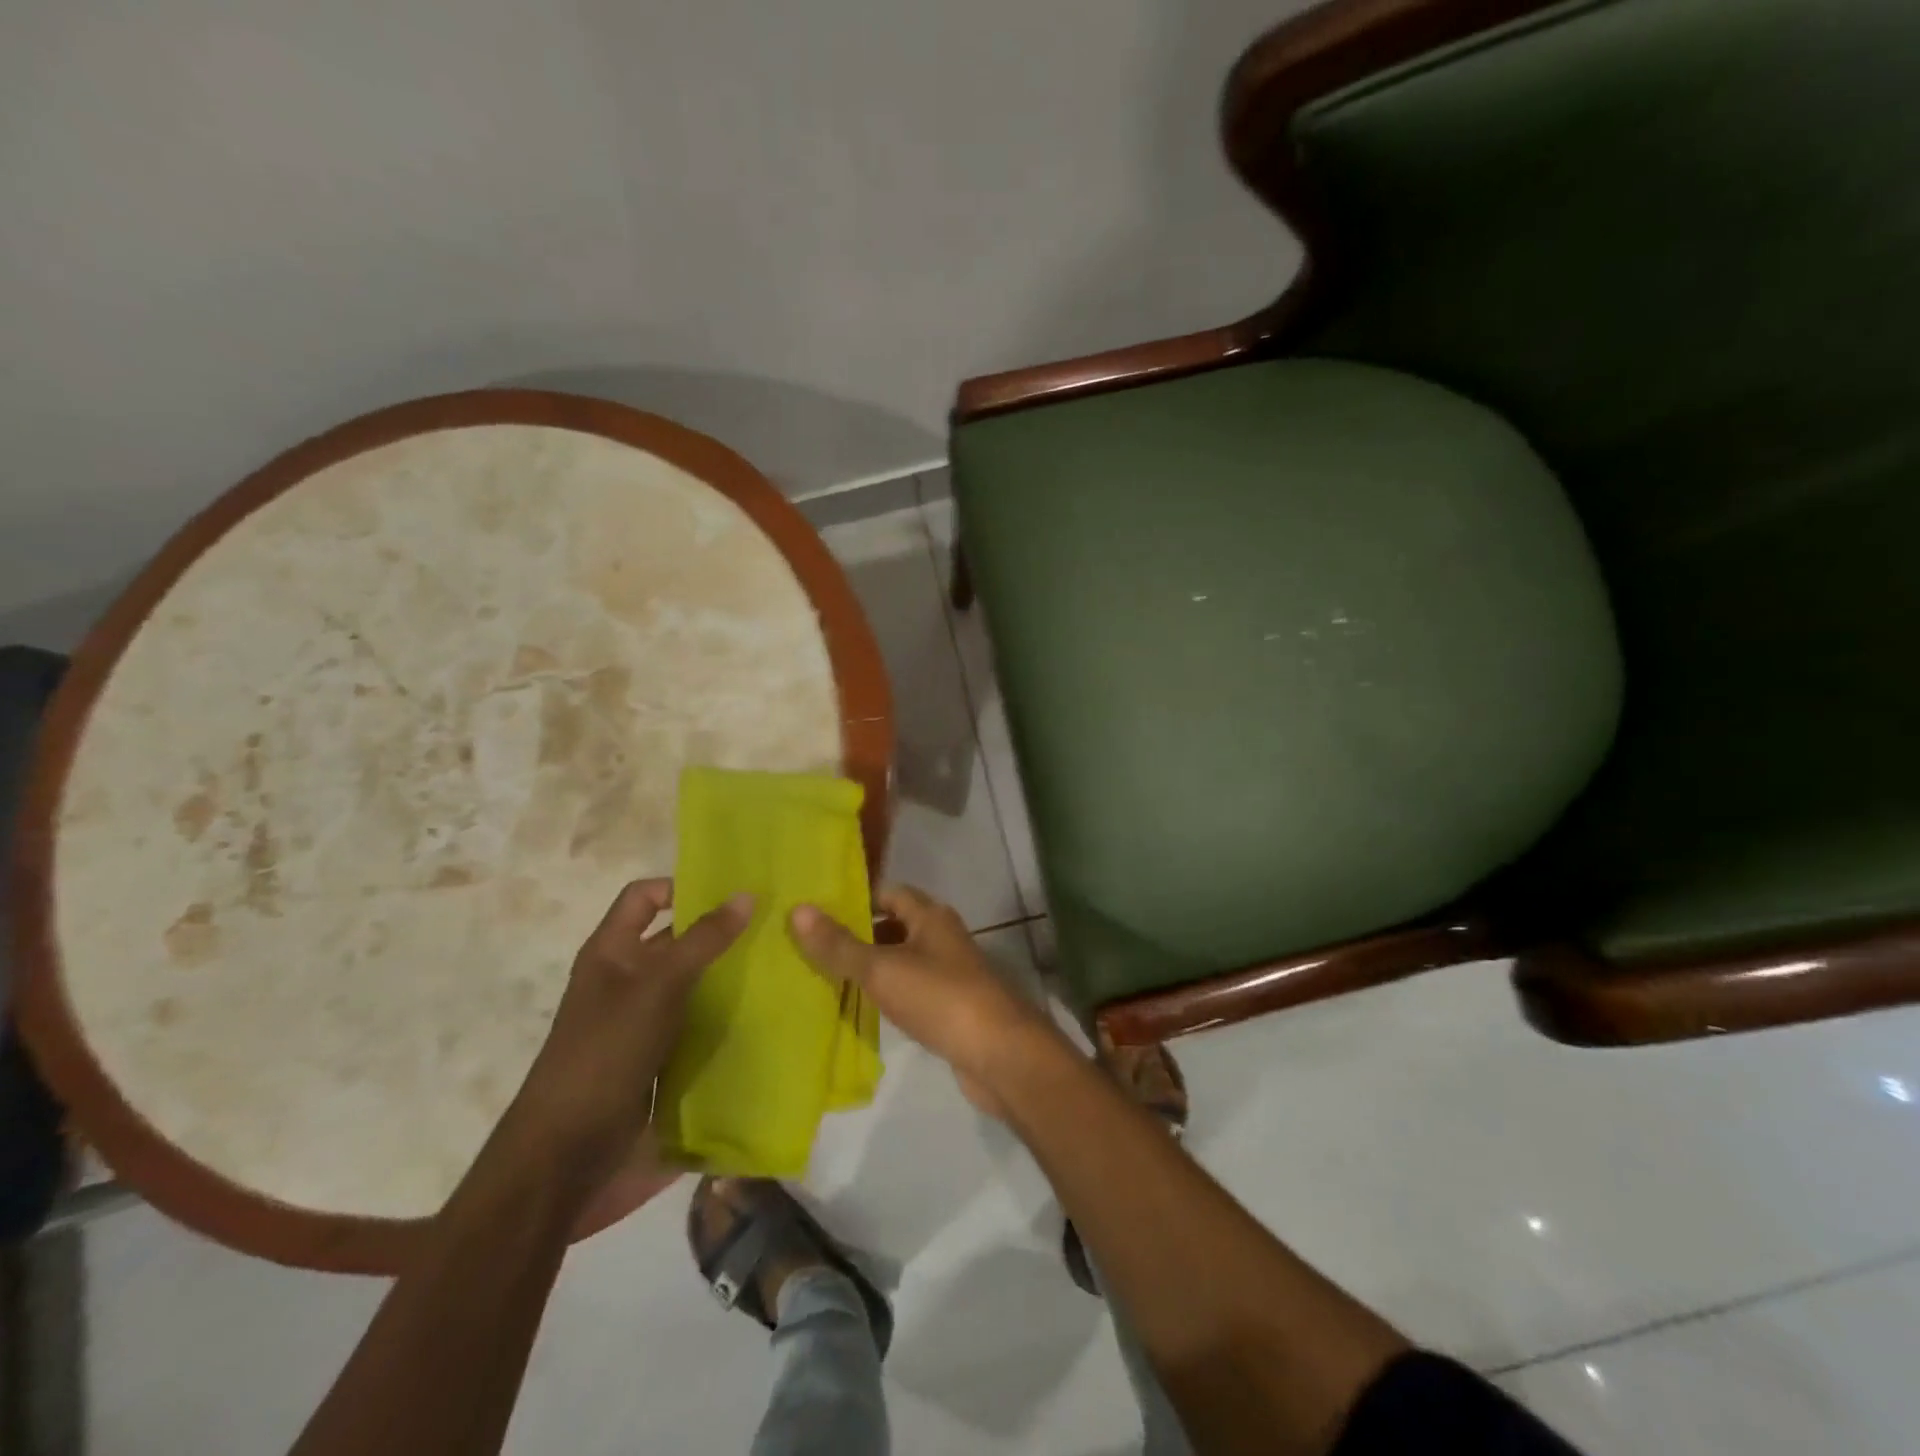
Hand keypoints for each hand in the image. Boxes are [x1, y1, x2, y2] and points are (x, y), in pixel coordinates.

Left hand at [509, 879, 750, 1186]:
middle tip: (777, 924)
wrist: (567, 1155)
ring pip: (694, 983)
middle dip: (720, 931)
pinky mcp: (661, 1057)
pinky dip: (727, 1016)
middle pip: (676, 939)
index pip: (645, 896)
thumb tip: (746, 893)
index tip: (734, 891)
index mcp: (612, 951)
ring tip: (785, 963)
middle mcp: (627, 979)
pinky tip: (767, 1012)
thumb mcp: (658, 986)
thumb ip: (703, 940)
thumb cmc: (606, 1052)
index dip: (681, 885)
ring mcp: (644, 1021)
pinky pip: (699, 1024)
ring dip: (730, 976)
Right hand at [788, 885, 1057, 1118]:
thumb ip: (840, 944)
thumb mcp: (883, 968)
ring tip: (823, 977)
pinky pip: (910, 990)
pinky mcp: (949, 1007)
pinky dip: (886, 994)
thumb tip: (799, 909)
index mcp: (930, 916)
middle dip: (856, 934)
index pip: (887, 892)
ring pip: (901, 960)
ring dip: (870, 966)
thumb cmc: (941, 998)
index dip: (853, 899)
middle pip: (893, 925)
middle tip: (810, 947)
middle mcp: (941, 936)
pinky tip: (860, 1008)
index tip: (815, 912)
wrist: (999, 1054)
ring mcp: (949, 972)